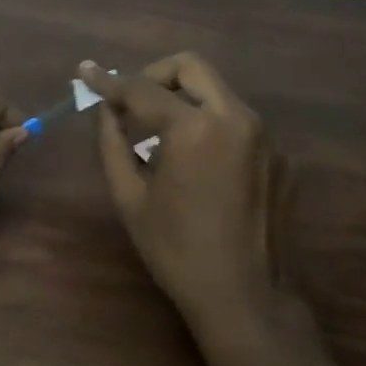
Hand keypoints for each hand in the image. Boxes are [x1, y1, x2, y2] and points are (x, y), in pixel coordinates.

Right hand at [80, 54, 303, 335]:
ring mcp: (265, 136)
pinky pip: (237, 123)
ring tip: (159, 134)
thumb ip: (112, 142)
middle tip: (131, 100)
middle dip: (154, 75)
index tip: (86, 72)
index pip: (142, 88)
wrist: (246, 298)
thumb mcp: (130, 197)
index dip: (109, 81)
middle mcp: (236, 118)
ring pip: (217, 92)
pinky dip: (209, 125)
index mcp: (195, 128)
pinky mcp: (280, 157)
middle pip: (191, 67)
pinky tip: (196, 164)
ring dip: (183, 98)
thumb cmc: (176, 250)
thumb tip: (104, 109)